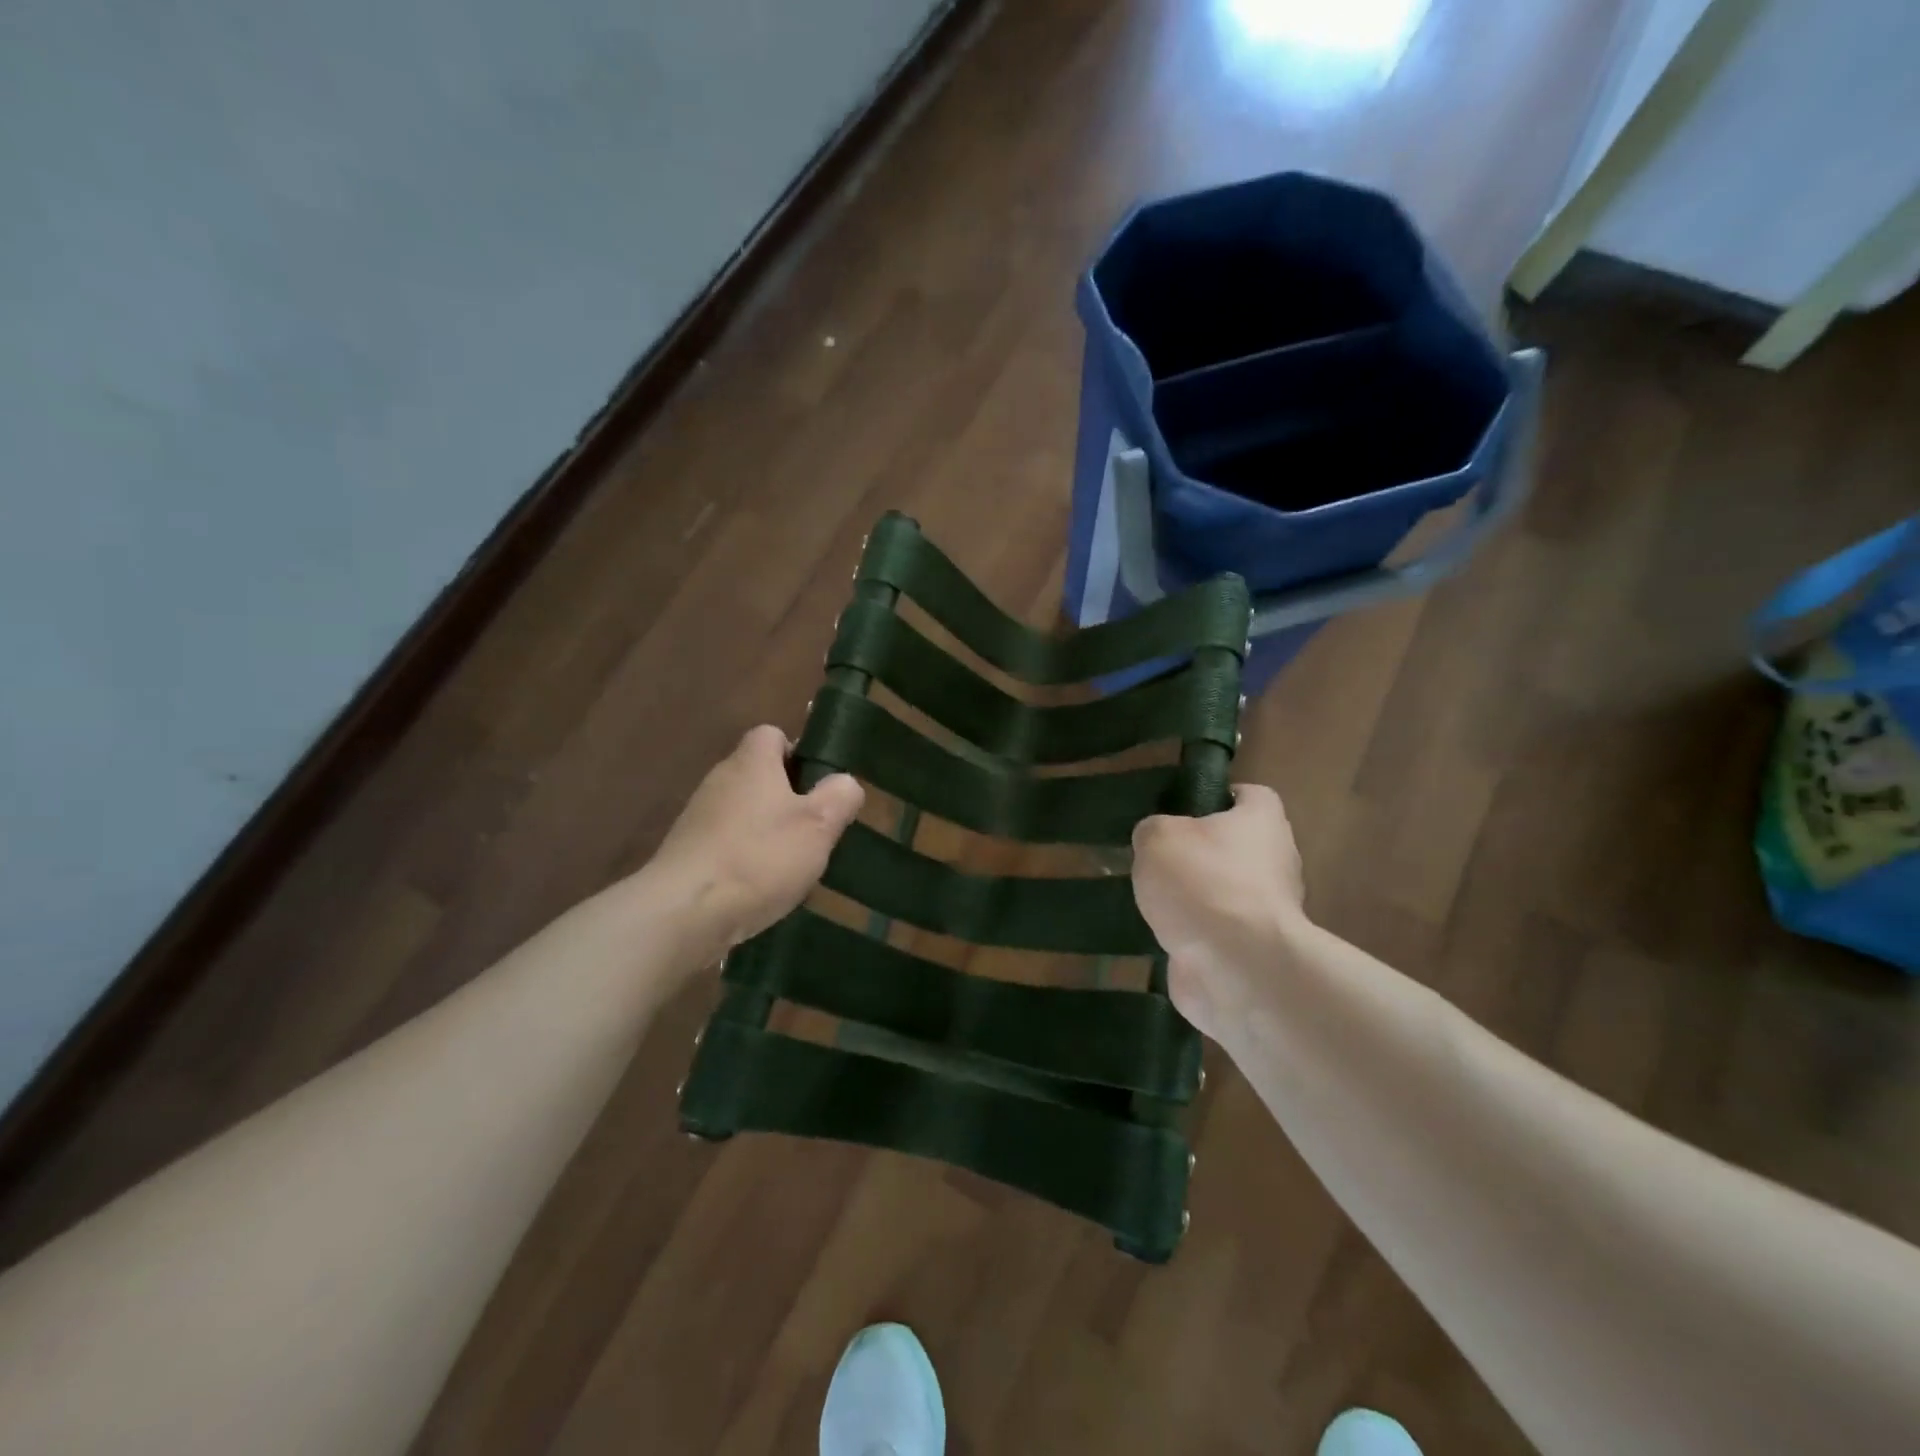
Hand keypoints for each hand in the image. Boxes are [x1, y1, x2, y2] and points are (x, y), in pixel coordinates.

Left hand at [649, 725, 864, 961]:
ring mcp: (698, 818)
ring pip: (744, 813)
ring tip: (791, 866)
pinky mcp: (687, 853)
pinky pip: (726, 844)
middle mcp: (720, 780)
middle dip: (787, 799)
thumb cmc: (760, 858)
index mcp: (751, 763)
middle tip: (814, 830)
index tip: (817, 785)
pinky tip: (759, 889)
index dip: (797, 753)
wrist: (684, 913)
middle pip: (758, 775)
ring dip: (767, 832)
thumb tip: (844, 782)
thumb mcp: (819, 825)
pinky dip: (745, 859)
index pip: (771, 734)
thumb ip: (839, 796)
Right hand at [1131, 784, 1305, 1040]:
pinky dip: (1194, 936)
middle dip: (1201, 853)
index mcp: (1263, 822)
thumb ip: (1153, 831)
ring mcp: (1268, 912)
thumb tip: (1156, 842)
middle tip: (1159, 857)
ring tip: (1152, 900)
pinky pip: (1218, 934)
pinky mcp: (1254, 952)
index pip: (1251, 796)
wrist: (1236, 966)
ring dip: (1195, 898)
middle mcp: (1276, 863)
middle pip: (1238, 846)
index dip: (1219, 797)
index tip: (1185, 809)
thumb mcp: (1158, 837)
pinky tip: (1161, 936)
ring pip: (1226, 892)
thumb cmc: (1203, 883)